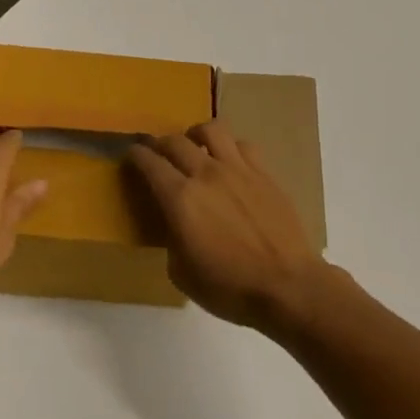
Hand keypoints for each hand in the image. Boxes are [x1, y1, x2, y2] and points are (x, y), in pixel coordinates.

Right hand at [126, 119, 327, 333]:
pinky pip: (242, 145)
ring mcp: (237, 169)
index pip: (150, 163)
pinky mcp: (263, 173)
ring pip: (211, 130)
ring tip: (194, 145)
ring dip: (195, 134)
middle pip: (175, 142)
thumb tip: (176, 225)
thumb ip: (172, 240)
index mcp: (180, 199)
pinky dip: (230, 148)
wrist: (288, 285)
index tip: (131, 154)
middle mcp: (206, 174)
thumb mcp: (183, 274)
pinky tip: (229, 161)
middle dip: (160, 144)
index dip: (136, 155)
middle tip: (158, 154)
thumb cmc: (230, 288)